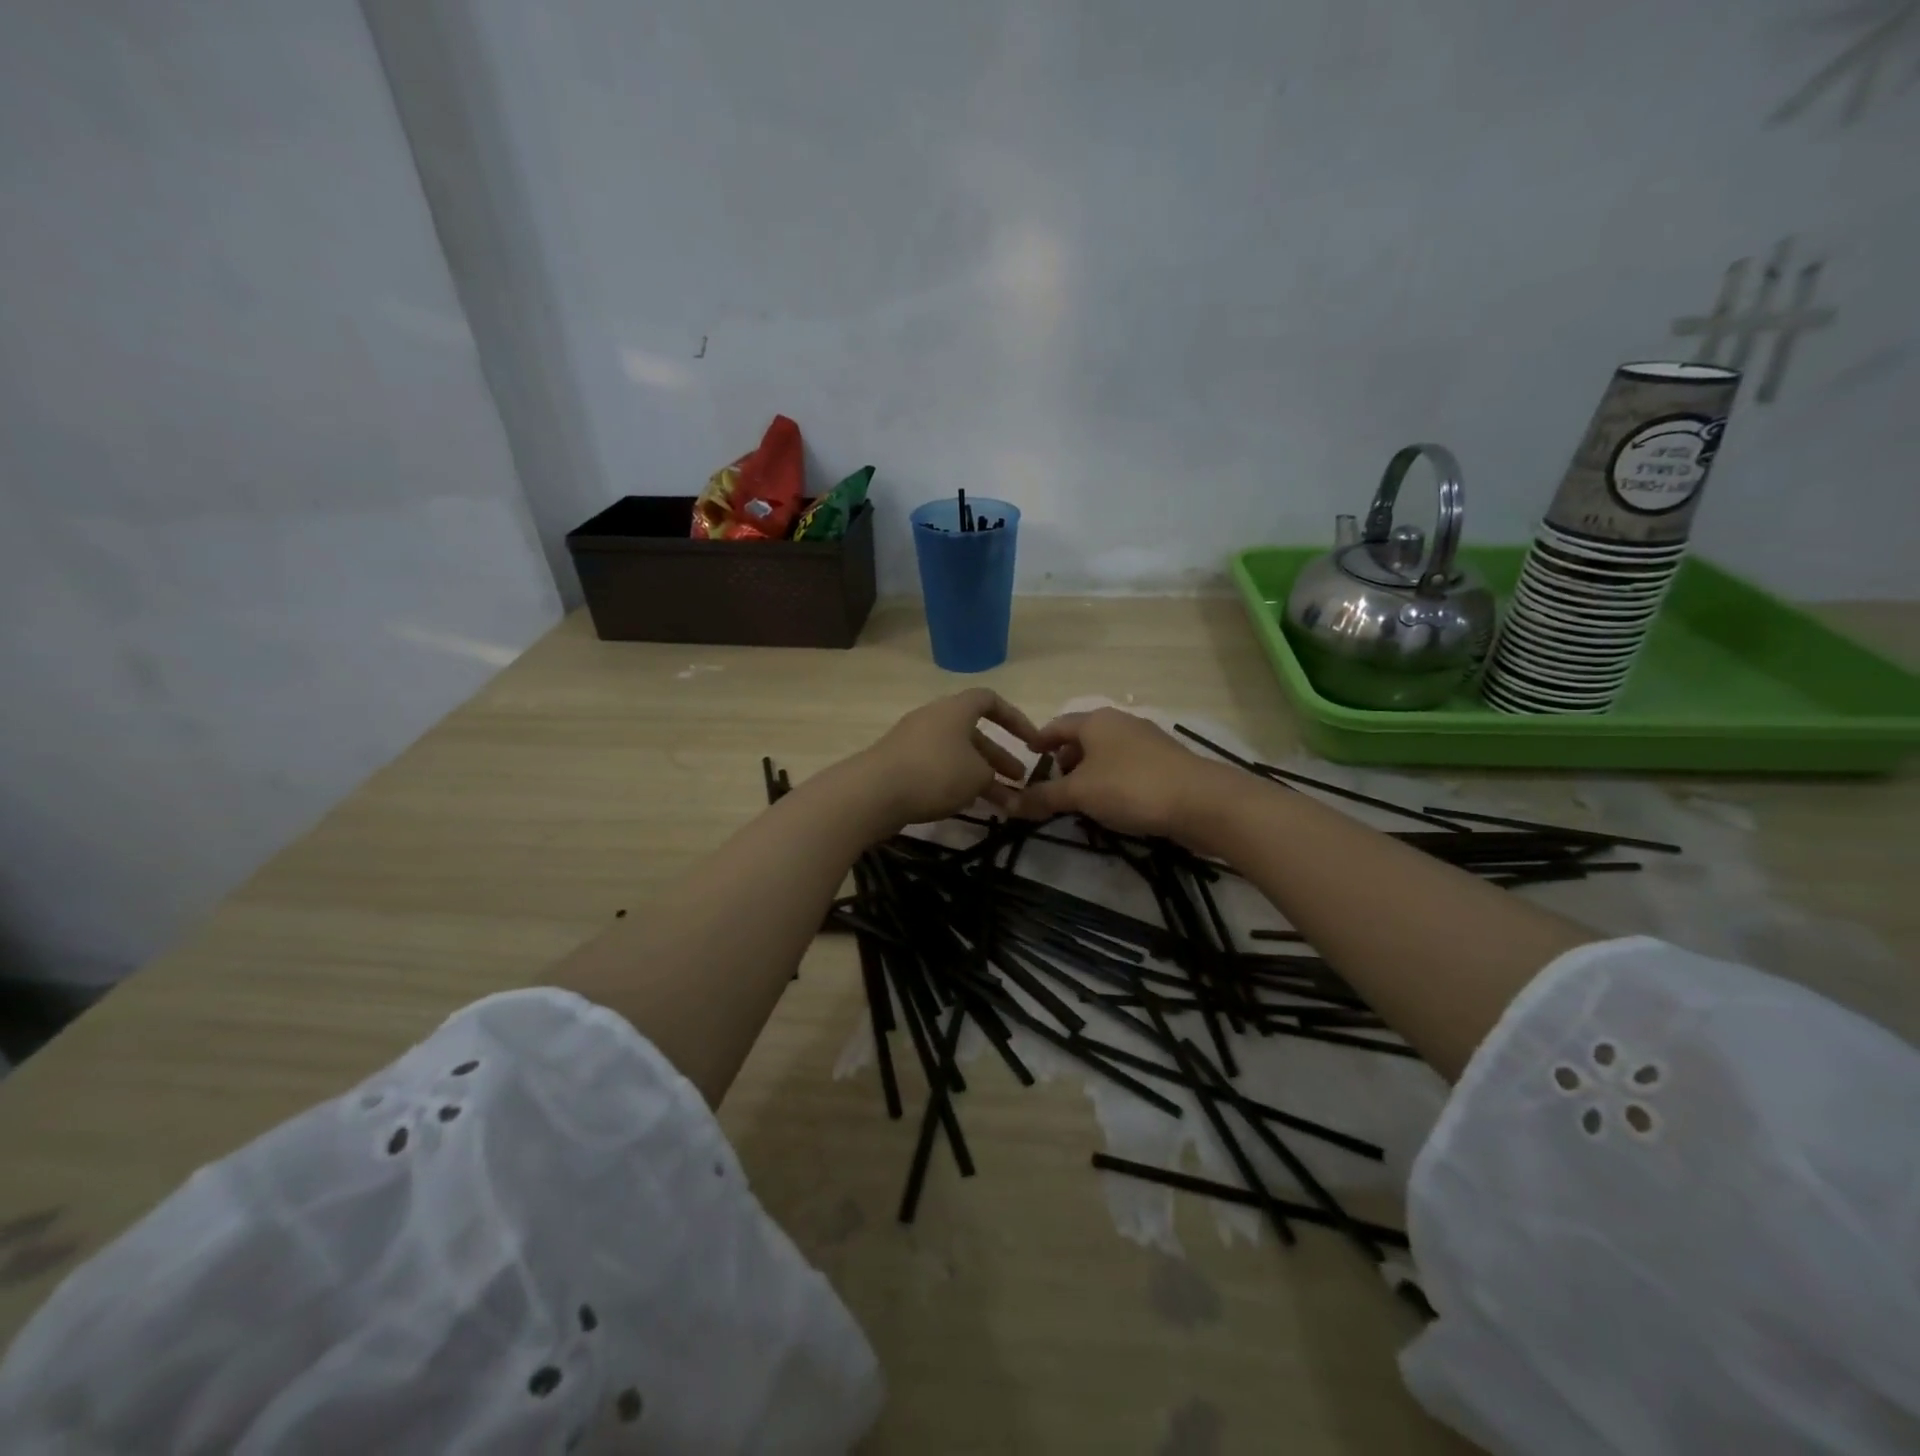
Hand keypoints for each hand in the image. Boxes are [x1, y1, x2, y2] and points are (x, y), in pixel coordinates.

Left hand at [858, 689, 1040, 827]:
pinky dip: (956, 782)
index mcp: (956, 709)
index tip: (1032, 741)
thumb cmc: (935, 773)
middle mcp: (934, 718)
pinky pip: (937, 767)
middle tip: (1019, 778)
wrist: (874, 792)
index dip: (1015, 719)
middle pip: (974, 732)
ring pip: (957, 754)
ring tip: (1001, 801)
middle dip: (999, 756)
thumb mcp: (977, 775)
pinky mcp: (899, 763)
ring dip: (980, 774)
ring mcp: (914, 740)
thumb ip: (993, 776)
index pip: (990, 700)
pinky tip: (967, 804)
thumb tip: (991, 781)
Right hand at [1011, 708, 1219, 837]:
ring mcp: (1147, 741)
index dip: (1039, 741)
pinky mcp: (1166, 762)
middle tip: (1053, 785)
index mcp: (1096, 721)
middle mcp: (1120, 723)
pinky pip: (1127, 767)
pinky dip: (1112, 781)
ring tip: (1080, 799)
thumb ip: (1043, 798)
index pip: (1057, 725)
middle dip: (1065, 760)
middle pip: (1083, 738)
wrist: (1200, 801)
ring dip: (1089, 773)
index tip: (1028, 756)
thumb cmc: (1130, 787)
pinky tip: (1112, 804)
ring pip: (1106, 754)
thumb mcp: (1079, 794)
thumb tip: (1008, 805)